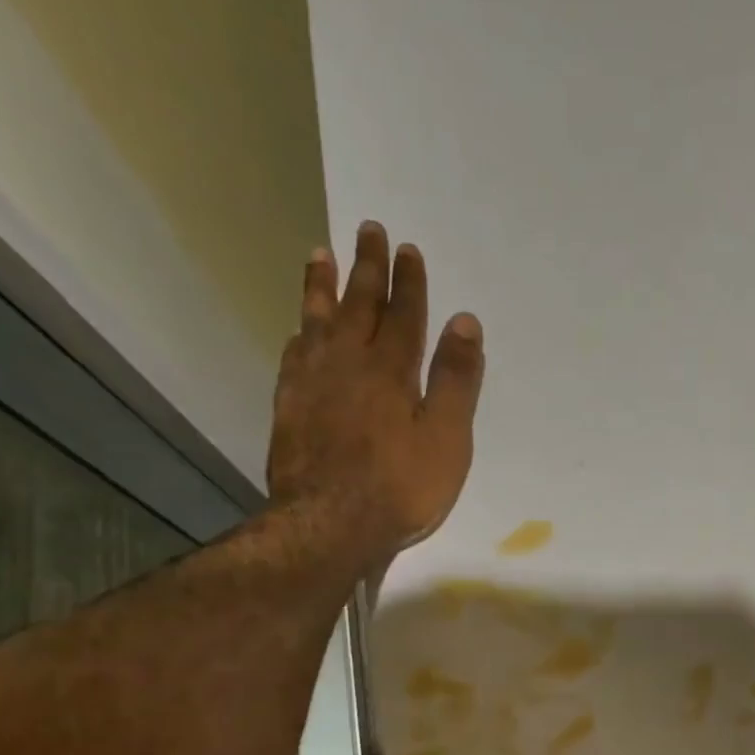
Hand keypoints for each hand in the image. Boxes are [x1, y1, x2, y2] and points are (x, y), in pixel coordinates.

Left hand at [269, 221, 483, 557]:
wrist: (330, 524)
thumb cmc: (401, 487)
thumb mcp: (446, 439)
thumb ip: (455, 381)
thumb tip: (465, 322)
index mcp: (391, 371)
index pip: (403, 315)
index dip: (409, 283)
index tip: (408, 250)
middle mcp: (348, 364)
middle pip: (359, 306)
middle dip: (368, 268)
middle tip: (368, 229)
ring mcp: (312, 384)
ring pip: (318, 321)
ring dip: (322, 286)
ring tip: (321, 254)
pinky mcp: (289, 407)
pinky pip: (294, 356)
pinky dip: (300, 334)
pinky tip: (299, 329)